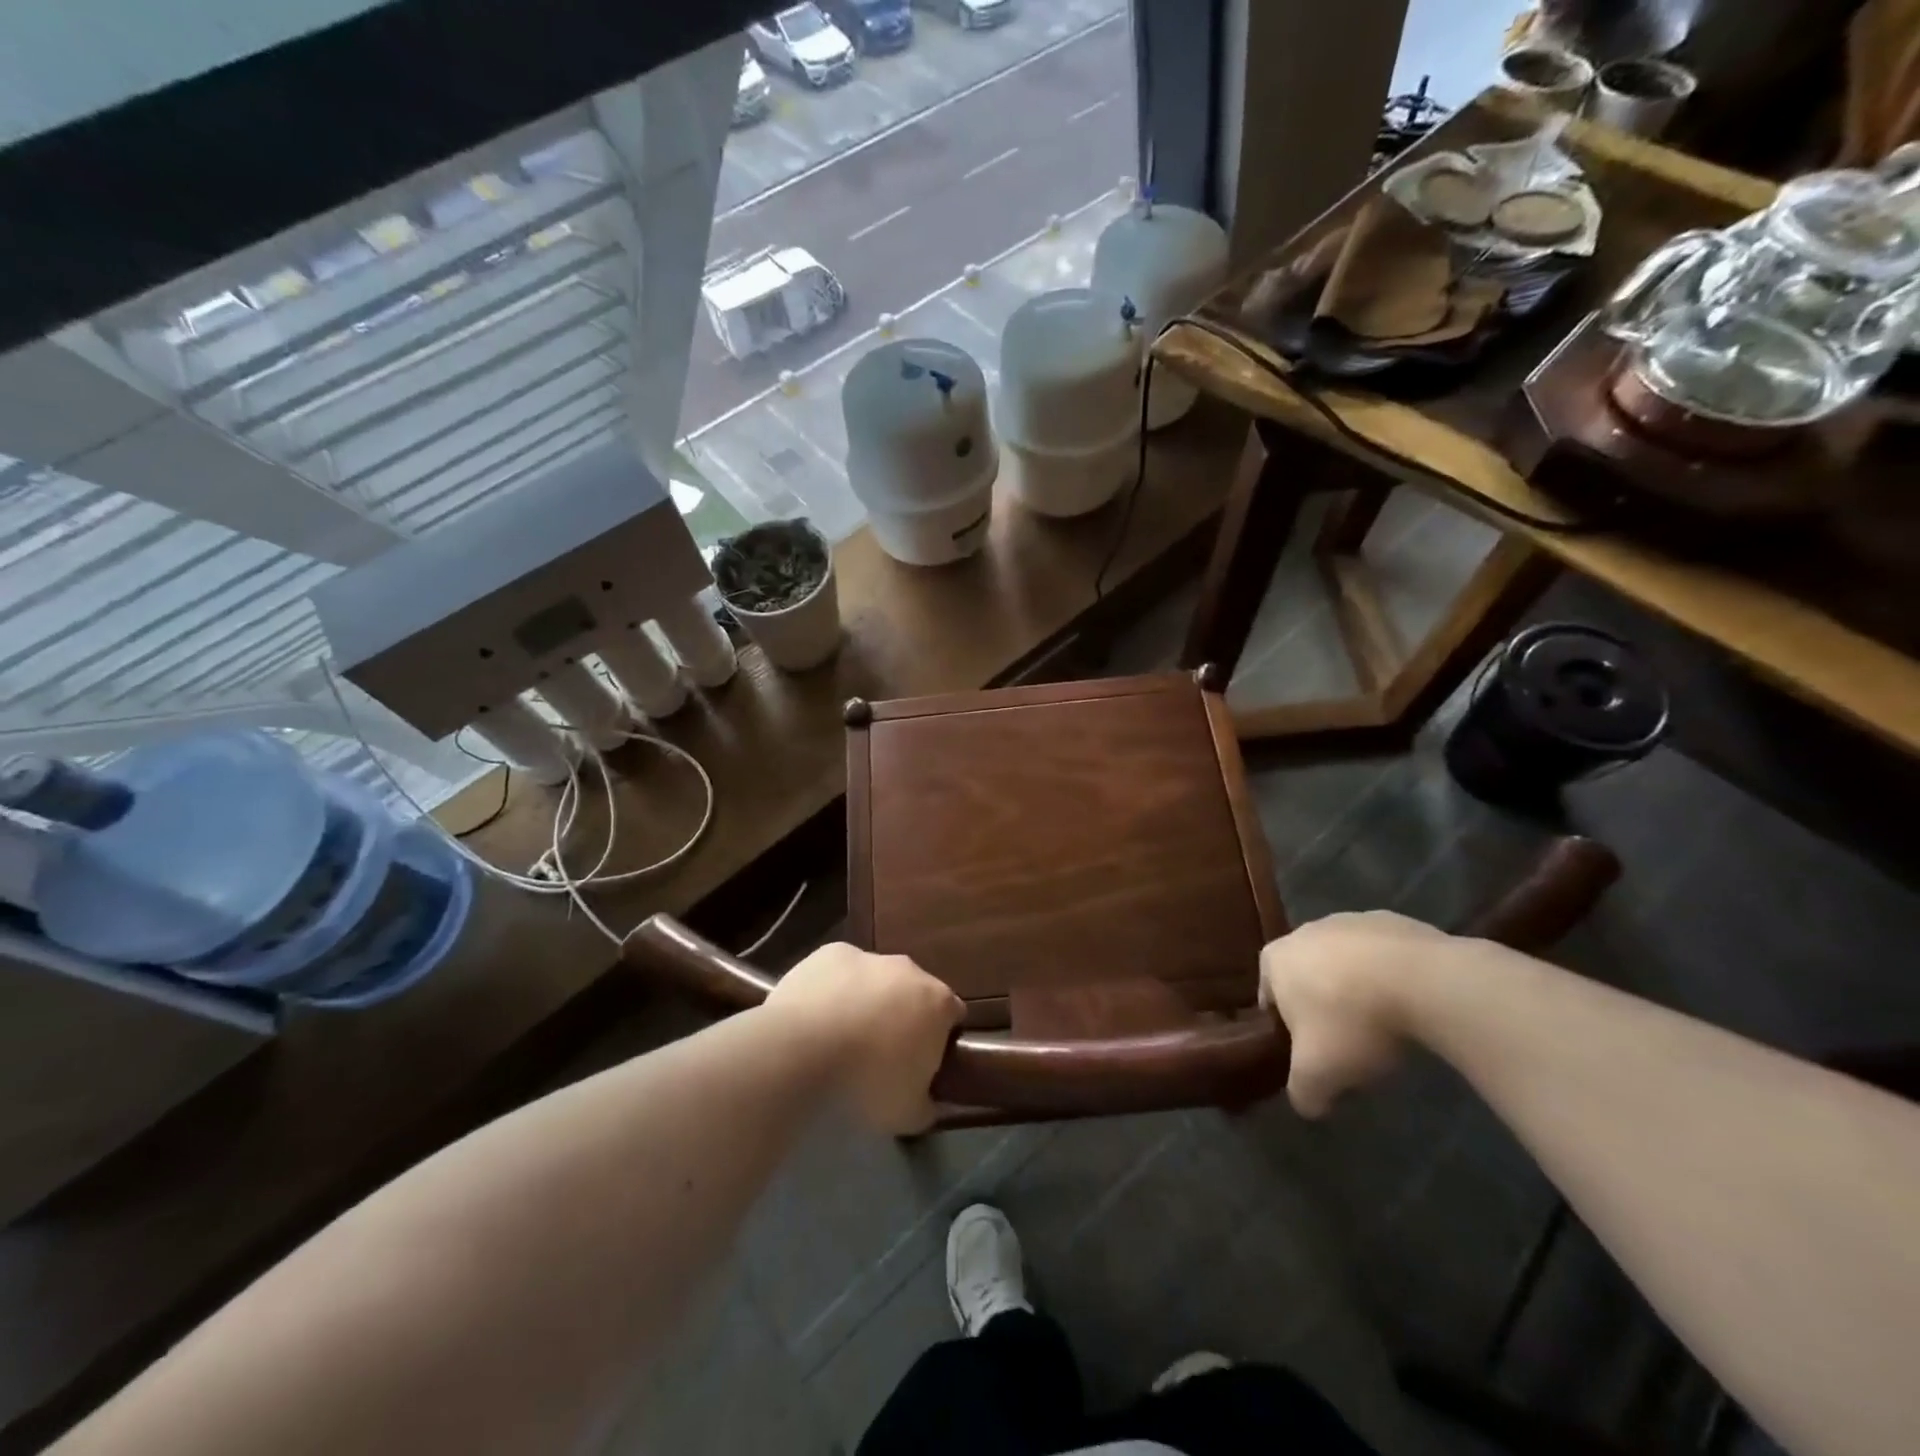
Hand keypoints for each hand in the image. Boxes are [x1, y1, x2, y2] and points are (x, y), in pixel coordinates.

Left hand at [766, 943, 964, 1134]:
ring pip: (876, 977)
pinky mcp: (831, 953)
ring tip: (843, 1035)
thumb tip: (930, 1101)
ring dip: (868, 999)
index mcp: (937, 1002)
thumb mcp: (908, 1114)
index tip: (923, 1060)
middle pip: (914, 990)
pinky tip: (817, 1016)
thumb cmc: (866, 1083)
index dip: (940, 1037)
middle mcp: (909, 970)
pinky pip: (841, 971)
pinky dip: (835, 988)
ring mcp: (869, 956)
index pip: (953, 1014)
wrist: (801, 1051)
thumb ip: (928, 1104)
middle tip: (882, 1050)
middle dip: (904, 1014)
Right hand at [1260, 911, 1454, 1117]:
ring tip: (1387, 1027)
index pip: (1269, 996)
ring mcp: (1350, 920)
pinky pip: (1385, 956)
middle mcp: (1305, 931)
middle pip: (1307, 976)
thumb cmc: (1352, 1022)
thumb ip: (1302, 1092)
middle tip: (1349, 1044)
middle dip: (1323, 1006)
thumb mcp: (1318, 1073)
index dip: (1286, 1028)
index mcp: (1275, 960)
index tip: (1311, 1052)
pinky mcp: (1394, 920)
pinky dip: (1393, 976)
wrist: (1423, 981)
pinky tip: (1413, 1005)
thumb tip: (1307, 1105)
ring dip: (1359, 989)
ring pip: (1347, 964)